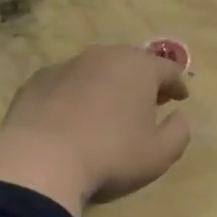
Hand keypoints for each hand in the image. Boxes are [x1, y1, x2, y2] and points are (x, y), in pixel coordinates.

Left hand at [0, 46, 191, 215]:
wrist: (39, 160)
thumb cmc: (111, 155)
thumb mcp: (160, 154)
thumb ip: (179, 132)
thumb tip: (179, 117)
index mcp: (138, 67)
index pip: (167, 68)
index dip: (177, 84)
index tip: (180, 98)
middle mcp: (103, 56)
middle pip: (131, 62)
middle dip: (143, 80)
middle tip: (147, 101)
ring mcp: (66, 66)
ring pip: (96, 70)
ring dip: (107, 85)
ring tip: (109, 110)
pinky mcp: (36, 81)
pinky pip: (66, 84)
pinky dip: (76, 95)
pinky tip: (72, 118)